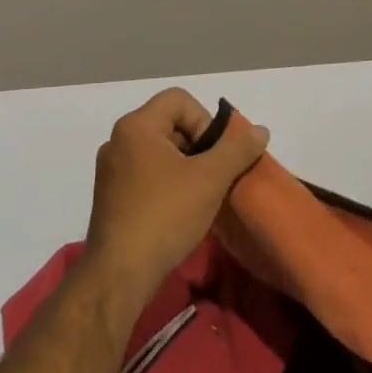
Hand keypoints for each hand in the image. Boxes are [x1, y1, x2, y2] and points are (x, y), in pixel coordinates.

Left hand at [82, 89, 268, 310]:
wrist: (119, 273)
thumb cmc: (166, 215)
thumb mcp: (211, 178)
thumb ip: (238, 149)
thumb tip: (260, 130)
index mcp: (137, 127)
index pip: (179, 99)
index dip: (204, 120)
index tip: (213, 154)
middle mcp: (118, 141)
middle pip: (169, 123)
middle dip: (199, 144)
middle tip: (212, 174)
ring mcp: (111, 170)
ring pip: (159, 150)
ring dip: (185, 165)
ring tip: (200, 194)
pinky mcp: (110, 195)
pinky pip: (146, 172)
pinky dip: (168, 181)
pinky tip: (179, 209)